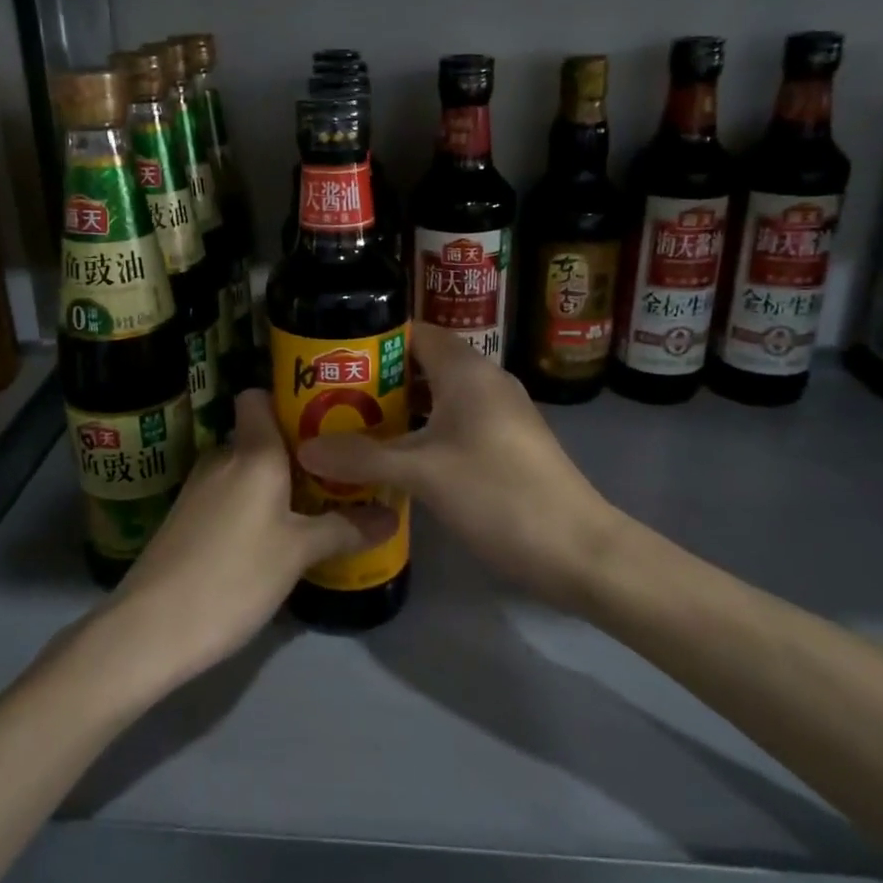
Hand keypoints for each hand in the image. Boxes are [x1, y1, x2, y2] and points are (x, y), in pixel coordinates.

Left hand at [103, 390, 393, 687]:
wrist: (152, 626)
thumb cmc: (235, 576)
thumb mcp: (299, 553)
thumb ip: (345, 529)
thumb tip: (392, 515)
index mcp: (252, 452)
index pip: (259, 396)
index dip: (288, 400)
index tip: (326, 420)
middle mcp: (222, 457)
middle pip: (261, 436)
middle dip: (298, 451)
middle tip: (338, 472)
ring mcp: (199, 487)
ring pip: (246, 469)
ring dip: (277, 483)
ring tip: (316, 505)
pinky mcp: (186, 517)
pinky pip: (230, 494)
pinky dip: (253, 505)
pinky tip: (274, 536)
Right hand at [299, 323, 635, 611]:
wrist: (578, 550)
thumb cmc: (499, 494)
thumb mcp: (423, 474)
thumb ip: (362, 458)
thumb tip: (304, 449)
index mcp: (467, 370)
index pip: (413, 332)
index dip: (372, 340)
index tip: (331, 359)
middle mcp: (484, 381)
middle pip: (421, 364)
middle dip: (376, 378)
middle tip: (329, 397)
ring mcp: (498, 413)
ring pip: (436, 397)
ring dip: (397, 409)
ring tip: (349, 426)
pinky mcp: (504, 443)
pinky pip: (451, 423)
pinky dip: (420, 432)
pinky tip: (392, 458)